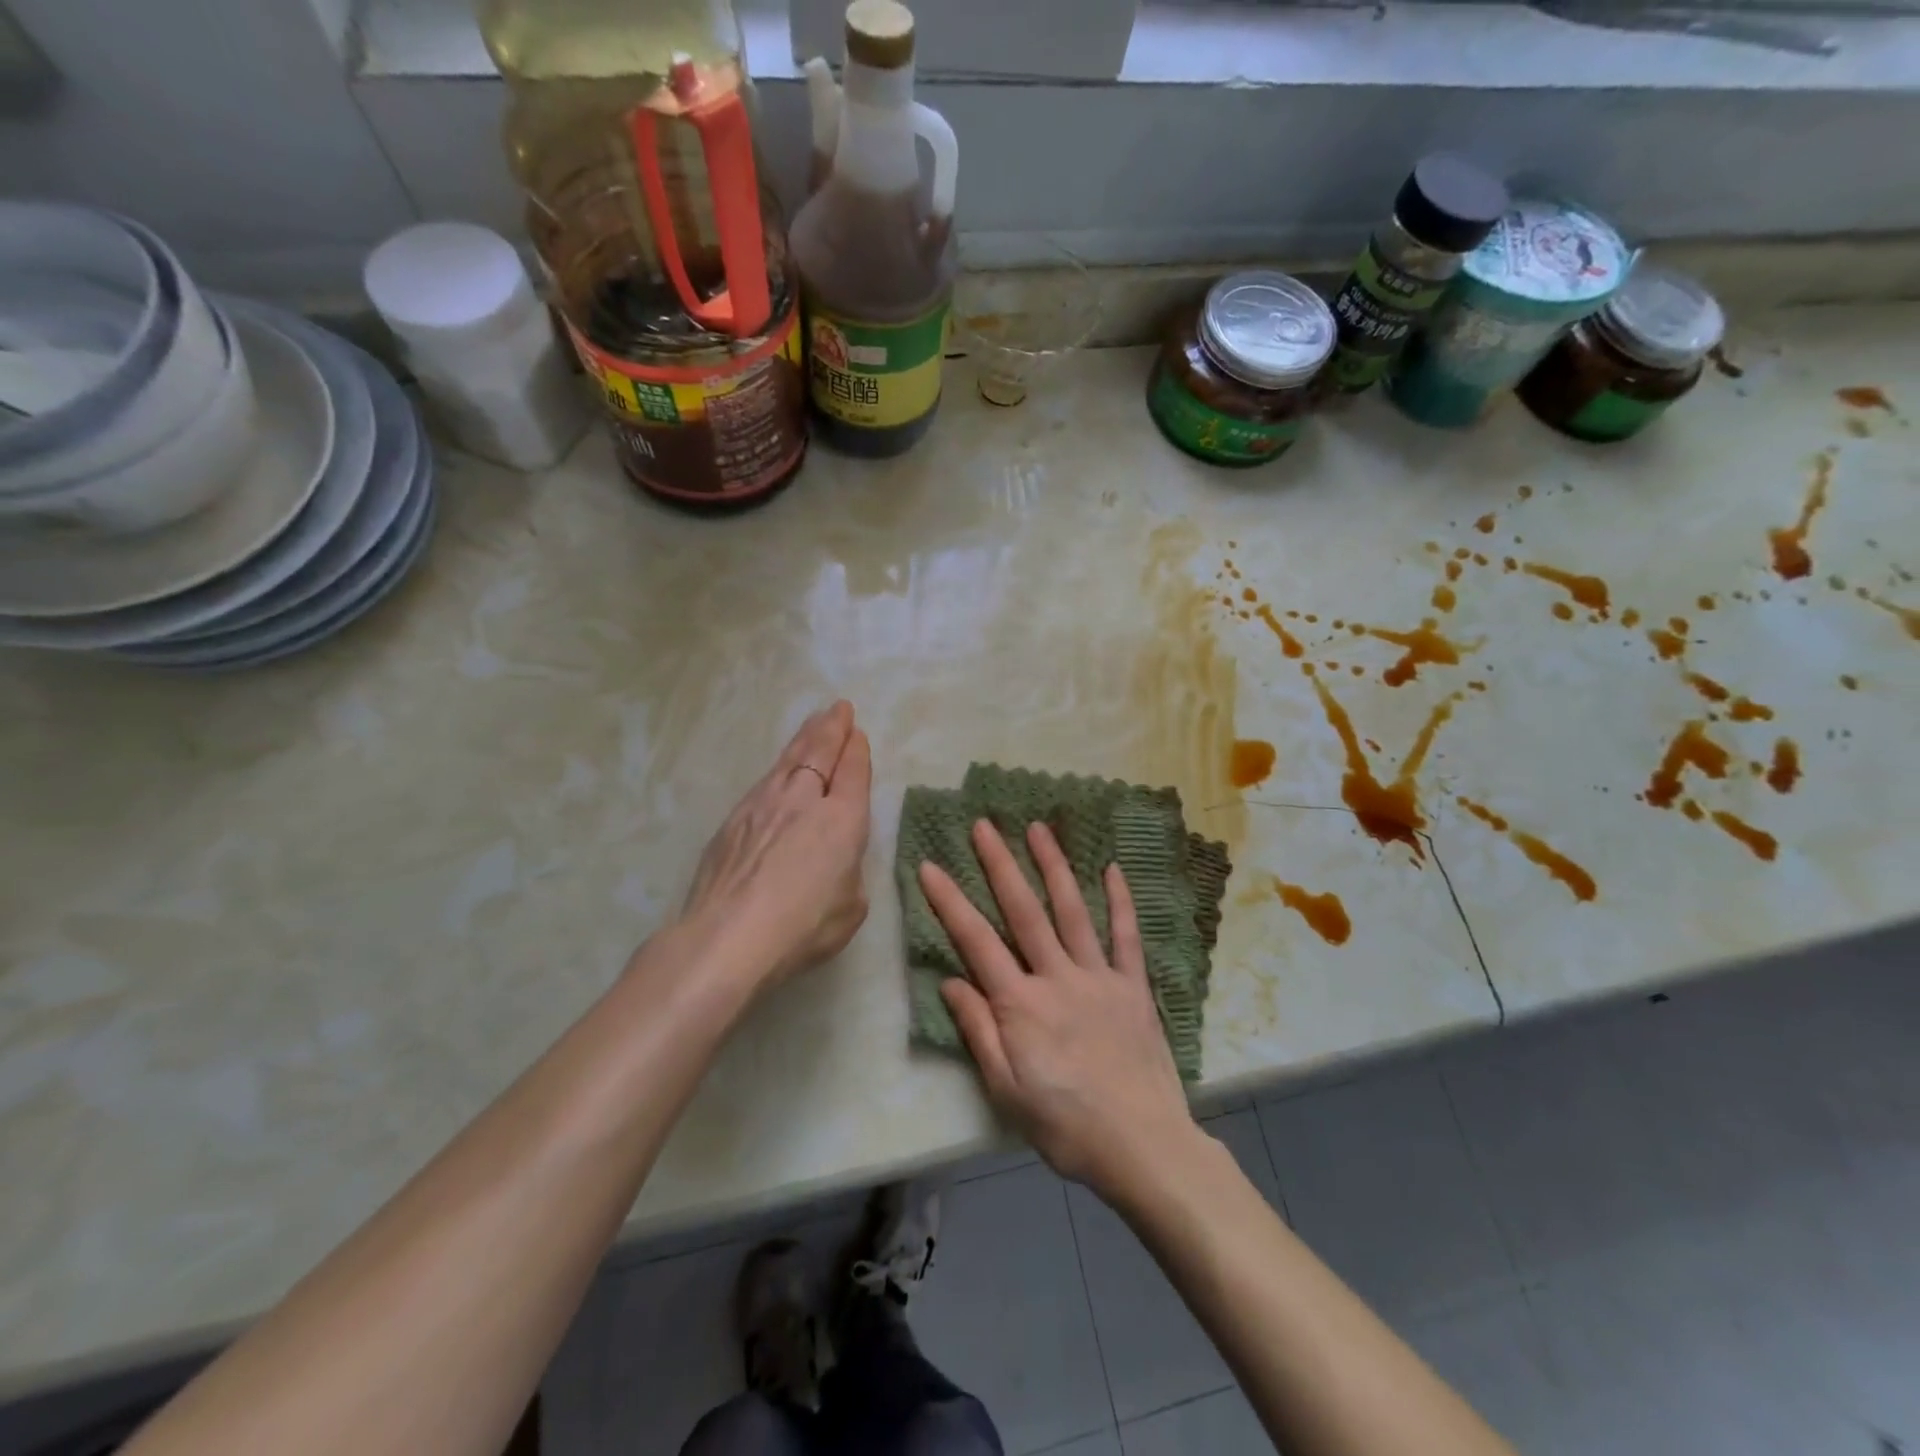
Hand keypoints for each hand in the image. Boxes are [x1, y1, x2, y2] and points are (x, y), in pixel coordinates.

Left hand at [679, 701, 872, 993]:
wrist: (728, 938)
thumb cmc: (803, 928)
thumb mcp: (851, 907)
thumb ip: (848, 874)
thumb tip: (833, 862)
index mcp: (842, 820)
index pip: (853, 773)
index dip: (857, 751)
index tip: (857, 734)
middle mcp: (803, 800)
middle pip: (819, 752)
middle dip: (832, 727)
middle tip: (838, 708)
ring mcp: (763, 805)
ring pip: (788, 759)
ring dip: (804, 738)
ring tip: (813, 722)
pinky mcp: (733, 820)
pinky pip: (764, 781)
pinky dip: (778, 767)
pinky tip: (778, 770)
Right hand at [921, 820, 1195, 1196]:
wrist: (1143, 1146)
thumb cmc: (1066, 1125)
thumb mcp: (1006, 1090)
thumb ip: (978, 1031)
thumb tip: (951, 981)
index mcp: (1021, 1004)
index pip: (976, 941)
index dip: (949, 902)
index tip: (930, 866)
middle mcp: (1057, 978)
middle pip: (1024, 911)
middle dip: (1000, 865)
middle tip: (984, 825)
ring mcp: (1099, 977)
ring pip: (1072, 911)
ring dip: (1053, 866)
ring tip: (1038, 828)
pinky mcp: (1133, 986)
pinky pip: (1126, 936)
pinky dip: (1120, 901)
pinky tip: (1111, 869)